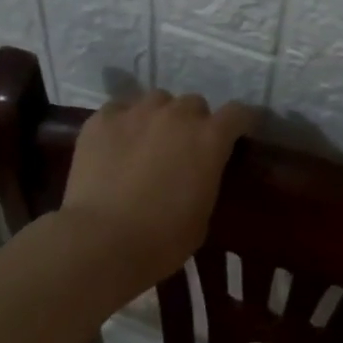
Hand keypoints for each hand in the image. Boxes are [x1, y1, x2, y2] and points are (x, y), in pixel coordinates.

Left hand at [60, 90, 255, 290]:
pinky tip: (115, 144)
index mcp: (209, 139)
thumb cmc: (162, 240)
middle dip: (193, 121)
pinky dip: (123, 123)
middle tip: (183, 147)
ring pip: (156, 100)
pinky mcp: (102, 119)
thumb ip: (205, 180)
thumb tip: (197, 173)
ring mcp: (136, 112)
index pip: (237, 113)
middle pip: (194, 103)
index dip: (240, 121)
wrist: (102, 241)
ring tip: (147, 141)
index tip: (237, 133)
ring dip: (159, 116)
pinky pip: (119, 110)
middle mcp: (176, 115)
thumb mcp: (202, 215)